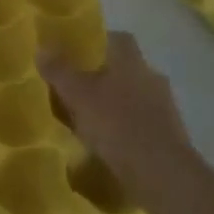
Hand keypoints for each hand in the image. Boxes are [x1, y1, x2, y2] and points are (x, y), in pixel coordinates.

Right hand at [43, 32, 196, 207]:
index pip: (118, 38)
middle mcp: (152, 77)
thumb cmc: (117, 124)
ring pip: (136, 96)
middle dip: (105, 76)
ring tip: (92, 120)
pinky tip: (111, 144)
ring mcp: (166, 107)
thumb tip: (42, 47)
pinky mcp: (171, 136)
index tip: (78, 54)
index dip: (98, 42)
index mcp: (131, 61)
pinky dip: (128, 128)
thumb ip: (59, 71)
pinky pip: (144, 123)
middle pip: (126, 68)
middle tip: (79, 89)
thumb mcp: (78, 95)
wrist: (162, 174)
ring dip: (118, 105)